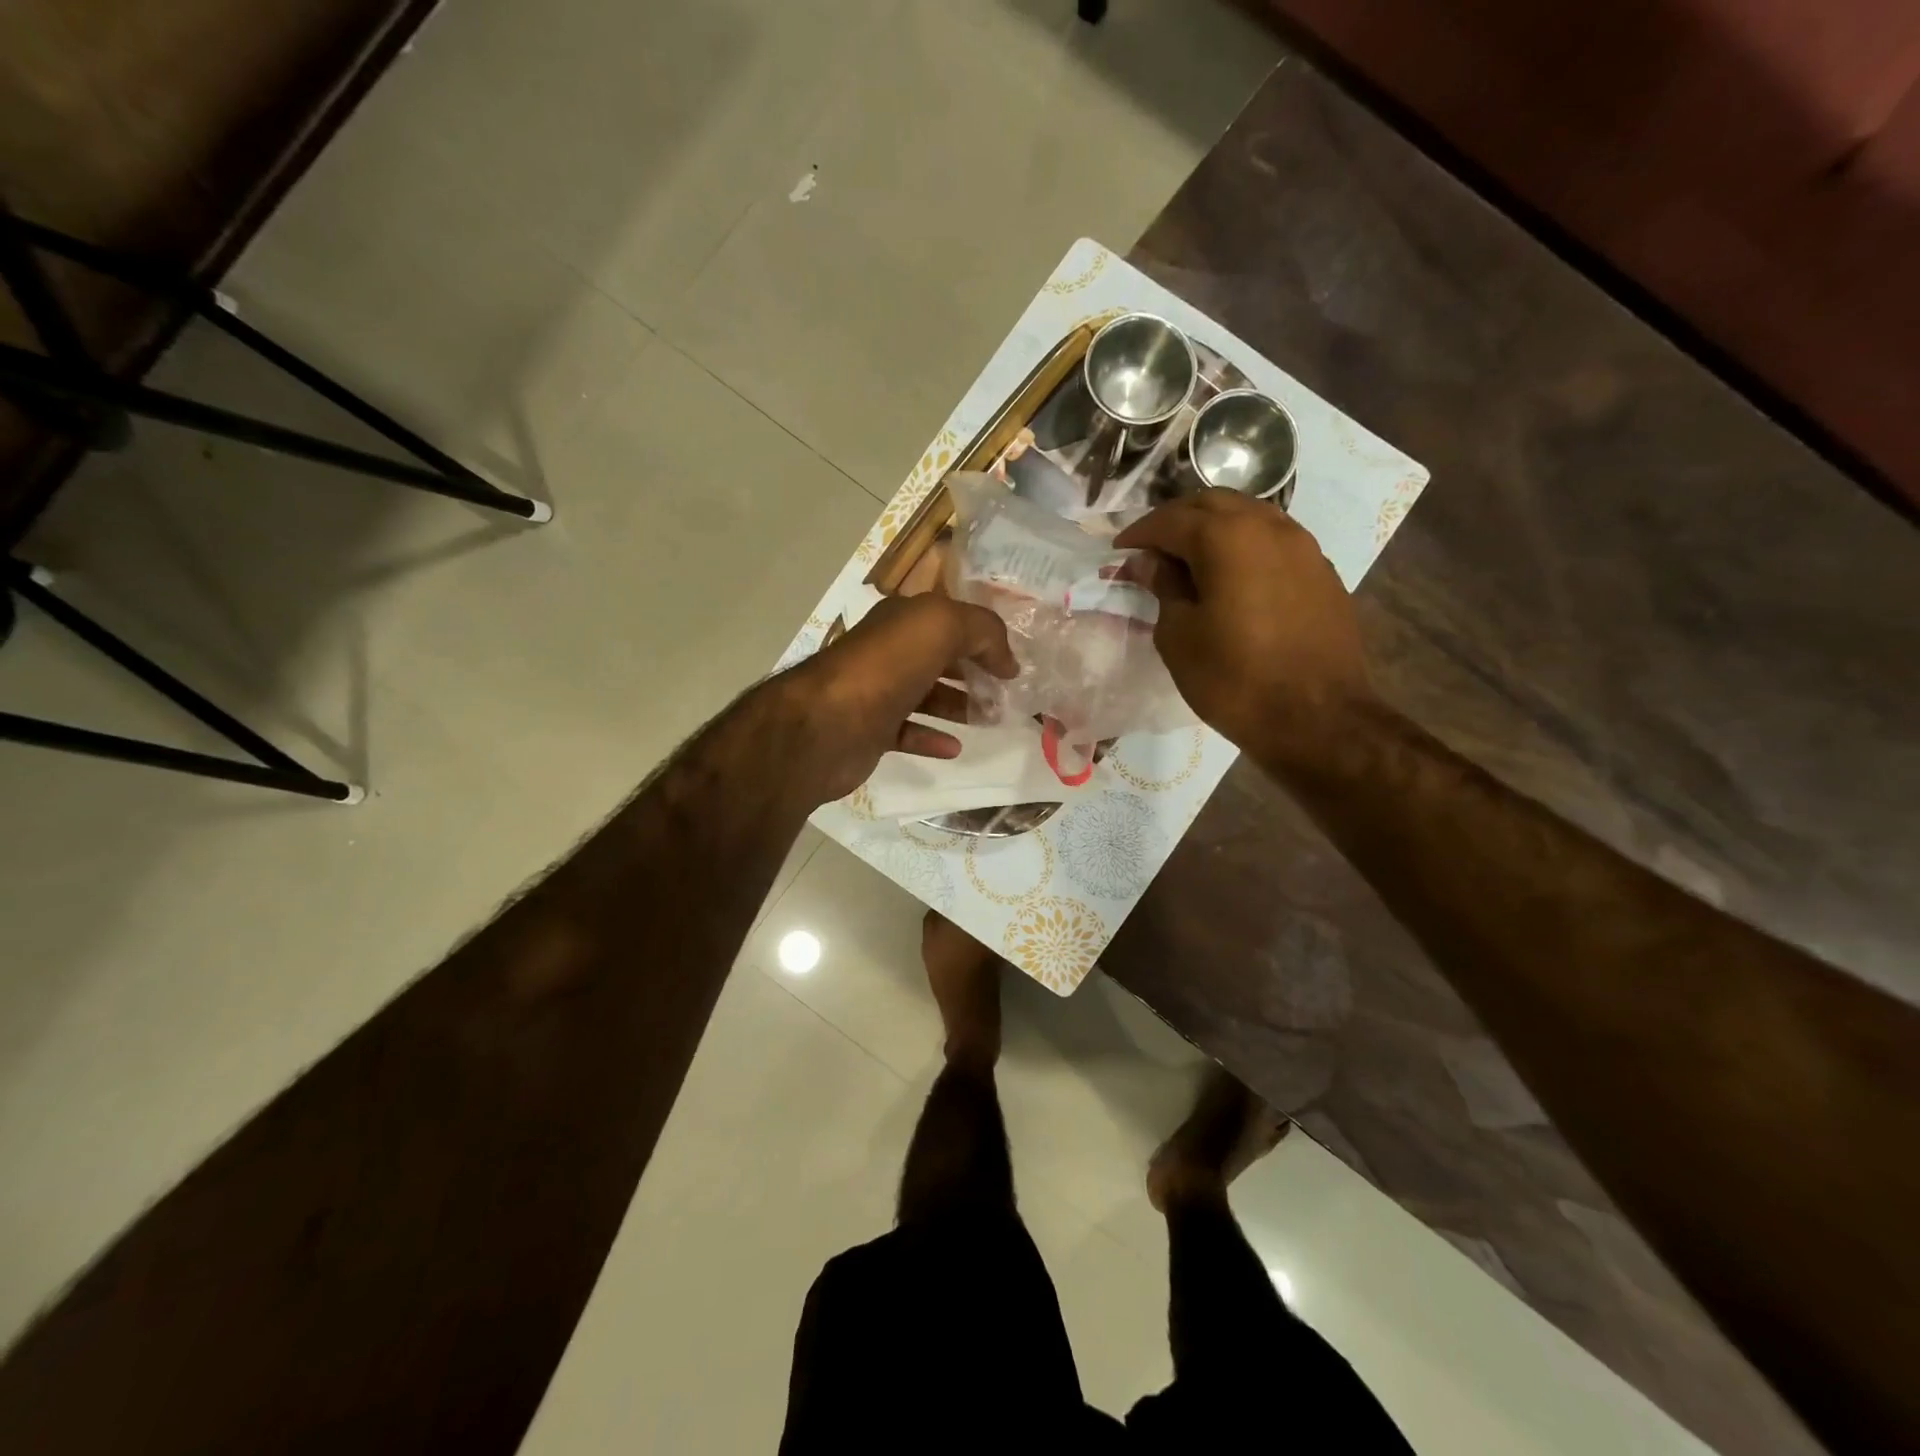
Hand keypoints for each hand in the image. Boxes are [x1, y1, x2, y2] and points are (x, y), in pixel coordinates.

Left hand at [772, 594, 1017, 804]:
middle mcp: (888, 652)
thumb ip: (983, 631)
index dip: (984, 636)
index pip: (950, 619)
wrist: (826, 724)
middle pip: (940, 658)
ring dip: (960, 705)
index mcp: (902, 620)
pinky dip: (932, 738)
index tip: (1013, 661)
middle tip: (1008, 694)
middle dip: (975, 672)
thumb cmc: (886, 668)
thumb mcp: (941, 626)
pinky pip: (908, 732)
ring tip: (992, 719)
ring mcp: (877, 692)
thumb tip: (1007, 661)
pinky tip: (955, 748)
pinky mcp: (871, 731)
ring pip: (926, 695)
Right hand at [1115, 491, 1374, 764]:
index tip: (1118, 552)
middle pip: (1213, 504)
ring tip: (1190, 560)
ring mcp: (1303, 546)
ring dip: (1214, 528)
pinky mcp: (1321, 571)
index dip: (1139, 534)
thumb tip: (1149, 562)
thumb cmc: (1233, 679)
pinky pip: (1274, 541)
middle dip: (1176, 520)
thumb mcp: (1179, 636)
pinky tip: (1233, 576)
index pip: (1171, 520)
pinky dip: (1245, 546)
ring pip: (1249, 516)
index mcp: (1226, 538)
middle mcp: (1268, 527)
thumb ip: (1163, 587)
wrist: (1317, 719)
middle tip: (1152, 549)